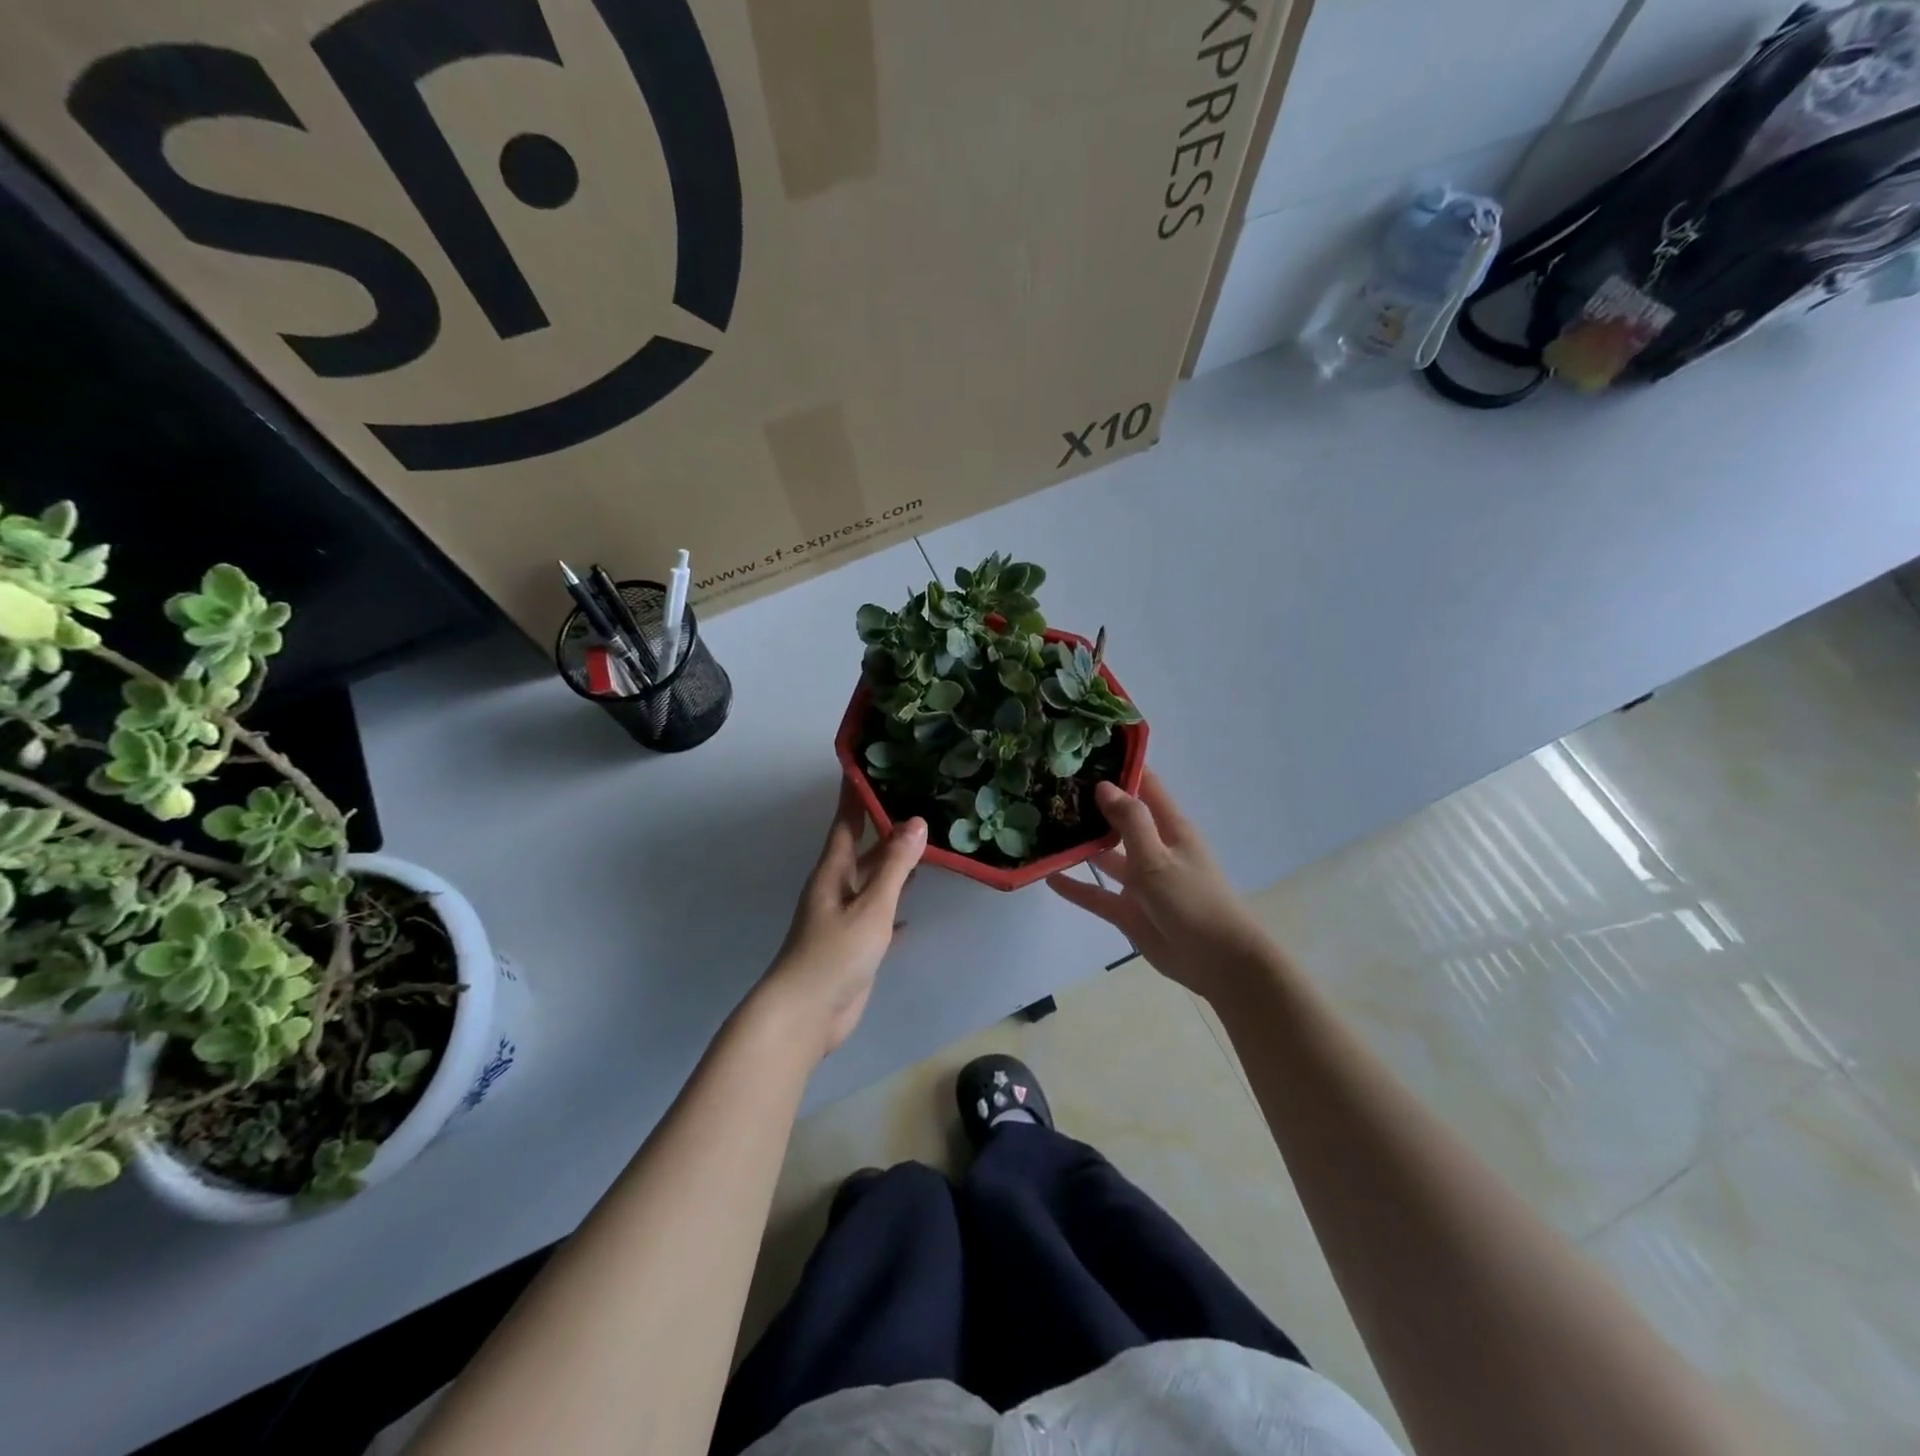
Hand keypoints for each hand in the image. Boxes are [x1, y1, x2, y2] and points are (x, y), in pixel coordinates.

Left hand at [757, 782, 926, 1058]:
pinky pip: (878, 916)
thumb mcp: (871, 906)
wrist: (806, 1014)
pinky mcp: (853, 945)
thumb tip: (916, 821)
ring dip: (892, 865)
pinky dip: (894, 909)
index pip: (846, 821)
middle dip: (883, 827)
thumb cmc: (835, 953)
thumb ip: (893, 866)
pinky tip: (913, 912)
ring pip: (871, 881)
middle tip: (915, 802)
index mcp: (833, 871)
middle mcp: (836, 888)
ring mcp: (843, 917)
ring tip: (924, 846)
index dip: (856, 794)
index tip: (868, 765)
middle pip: (861, 849)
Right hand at [1047, 770, 1269, 1002]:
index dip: (1122, 766)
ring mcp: (1141, 881)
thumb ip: (1130, 821)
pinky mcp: (1130, 911)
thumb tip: (1104, 784)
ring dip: (1081, 844)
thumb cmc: (1193, 901)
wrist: (1219, 963)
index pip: (1145, 785)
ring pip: (1106, 856)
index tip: (1088, 750)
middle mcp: (1154, 848)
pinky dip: (1076, 886)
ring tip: (1044, 827)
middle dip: (1092, 804)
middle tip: (1052, 786)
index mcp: (1170, 828)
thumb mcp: (1158, 857)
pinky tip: (1049, 876)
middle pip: (1120, 818)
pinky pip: (1097, 894)